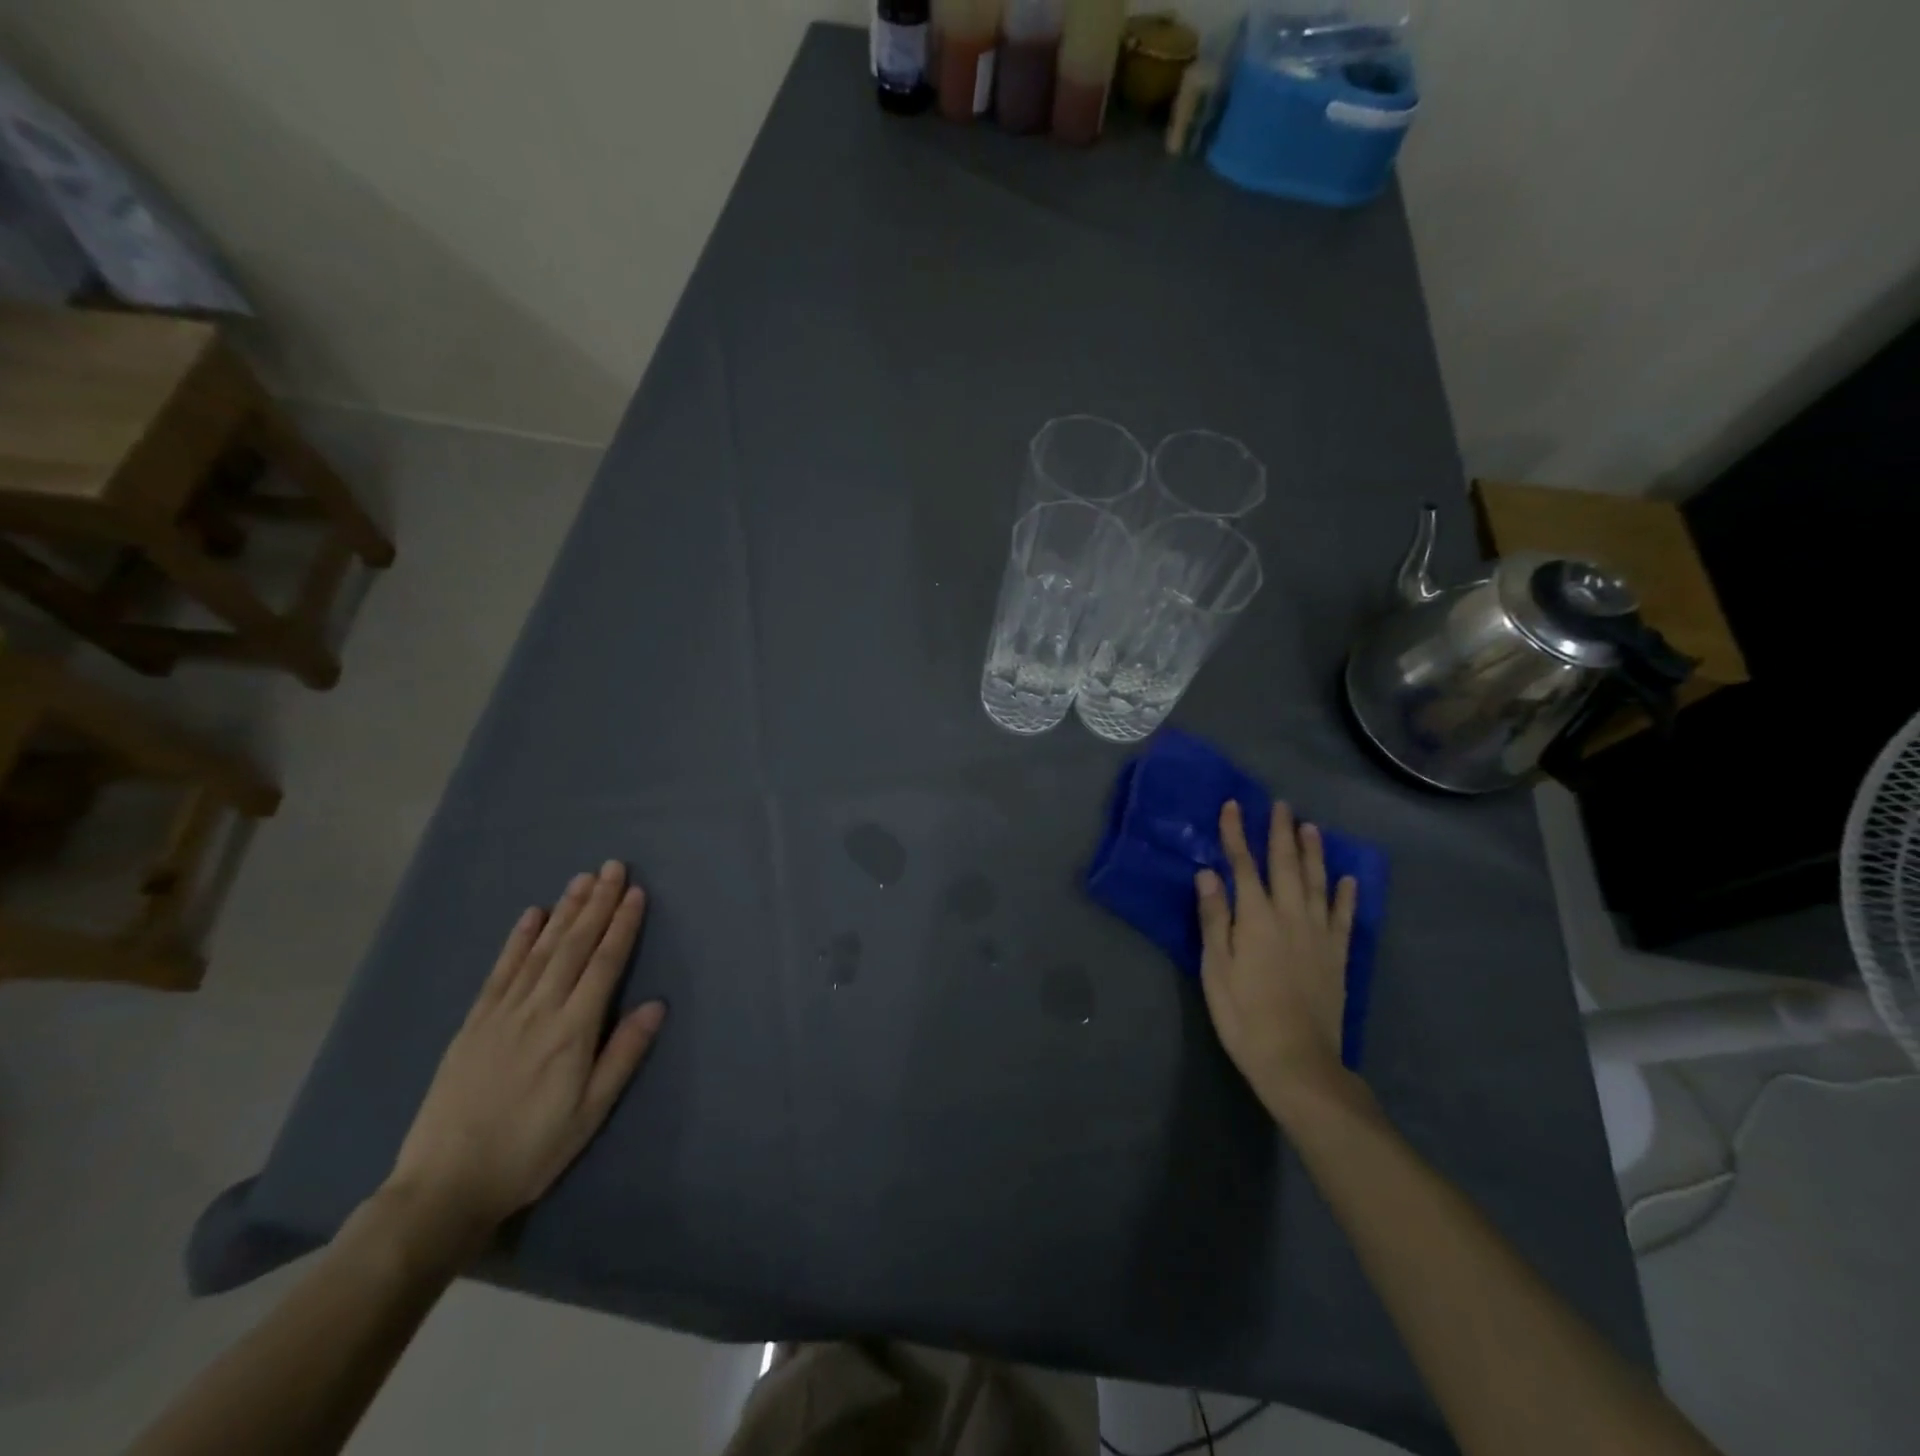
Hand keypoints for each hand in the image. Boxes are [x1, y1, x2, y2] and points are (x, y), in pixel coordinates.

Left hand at [384, 861, 665, 1254]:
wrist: (444, 1187)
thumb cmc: (531, 1152)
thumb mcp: (590, 1113)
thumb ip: (623, 1055)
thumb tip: (656, 1005)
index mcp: (572, 1032)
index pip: (604, 964)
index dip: (622, 926)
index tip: (636, 892)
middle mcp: (538, 1011)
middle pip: (573, 946)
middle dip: (597, 904)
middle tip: (613, 867)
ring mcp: (501, 1013)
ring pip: (540, 950)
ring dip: (564, 911)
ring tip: (582, 879)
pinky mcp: (473, 1023)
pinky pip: (500, 971)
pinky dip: (517, 939)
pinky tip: (531, 915)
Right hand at [1196, 801, 1357, 1116]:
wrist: (1297, 1060)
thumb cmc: (1244, 1014)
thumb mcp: (1216, 968)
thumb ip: (1214, 918)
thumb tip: (1207, 873)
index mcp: (1256, 918)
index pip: (1243, 866)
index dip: (1236, 834)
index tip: (1233, 805)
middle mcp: (1290, 916)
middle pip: (1285, 866)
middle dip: (1280, 833)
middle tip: (1281, 805)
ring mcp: (1319, 935)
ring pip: (1317, 883)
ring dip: (1313, 853)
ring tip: (1310, 827)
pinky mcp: (1337, 956)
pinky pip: (1343, 917)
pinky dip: (1346, 895)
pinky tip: (1347, 879)